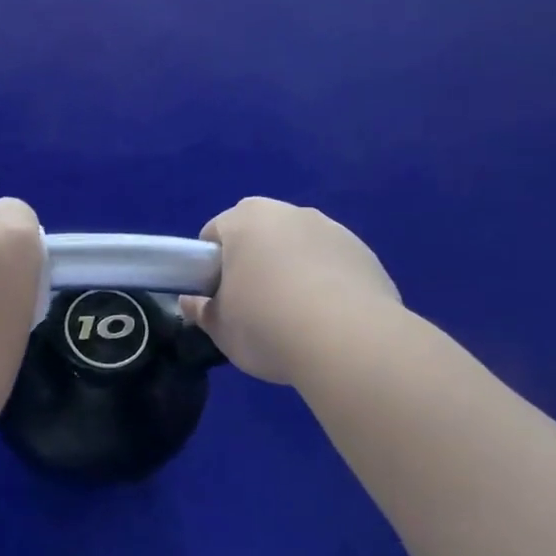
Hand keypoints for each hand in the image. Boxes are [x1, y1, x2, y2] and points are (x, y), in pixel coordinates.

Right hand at [181, 198, 399, 385]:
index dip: (210, 266)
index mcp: (245, 220)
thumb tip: (191, 303)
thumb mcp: (221, 328)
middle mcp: (289, 213)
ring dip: (292, 269)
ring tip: (296, 317)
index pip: (215, 233)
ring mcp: (331, 229)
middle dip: (253, 261)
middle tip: (253, 306)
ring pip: (299, 246)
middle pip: (259, 234)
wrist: (349, 342)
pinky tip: (329, 319)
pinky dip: (326, 282)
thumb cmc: (267, 326)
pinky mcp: (364, 253)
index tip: (217, 297)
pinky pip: (332, 264)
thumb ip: (202, 311)